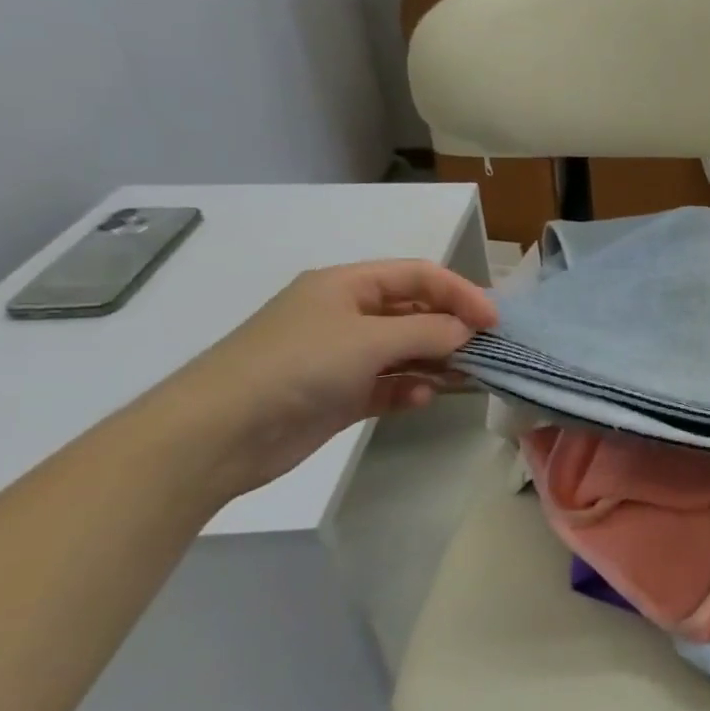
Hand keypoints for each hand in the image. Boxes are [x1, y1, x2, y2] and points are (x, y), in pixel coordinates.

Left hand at [156, 260, 496, 500]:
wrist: (216, 434)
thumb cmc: (297, 367)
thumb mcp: (369, 340)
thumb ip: (428, 331)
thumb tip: (466, 331)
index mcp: (347, 286)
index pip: (419, 276)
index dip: (460, 292)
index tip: (493, 321)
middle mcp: (346, 315)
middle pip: (414, 312)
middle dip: (451, 328)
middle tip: (486, 350)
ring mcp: (341, 357)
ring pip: (405, 350)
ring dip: (435, 360)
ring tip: (464, 377)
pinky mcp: (337, 395)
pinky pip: (387, 384)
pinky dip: (409, 389)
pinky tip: (422, 399)